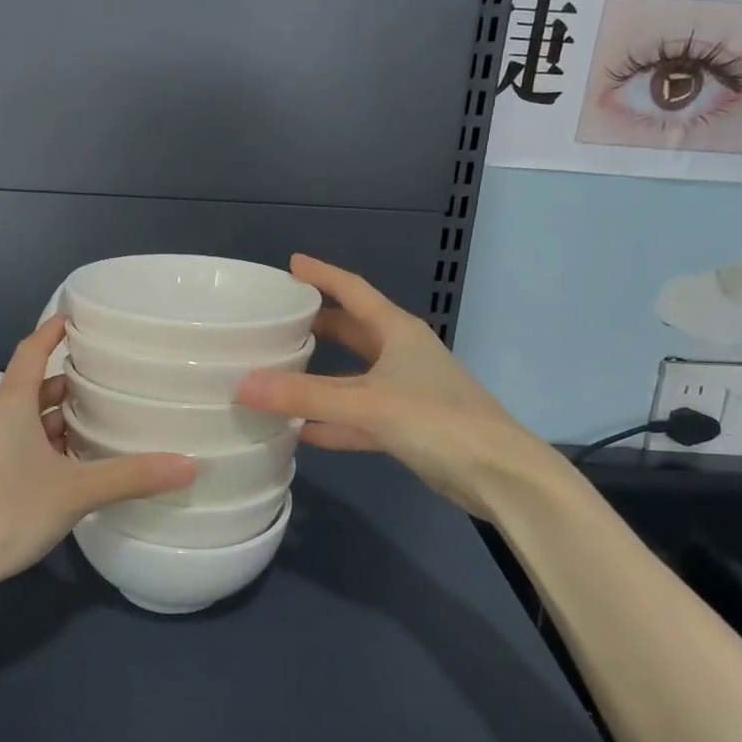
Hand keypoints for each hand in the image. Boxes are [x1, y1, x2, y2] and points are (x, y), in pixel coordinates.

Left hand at [0, 316, 194, 585]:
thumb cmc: (6, 510)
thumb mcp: (75, 490)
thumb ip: (132, 476)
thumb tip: (190, 464)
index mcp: (12, 403)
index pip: (32, 350)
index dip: (54, 330)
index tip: (81, 315)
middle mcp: (1, 419)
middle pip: (38, 385)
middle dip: (73, 377)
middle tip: (117, 372)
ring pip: (36, 419)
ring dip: (67, 416)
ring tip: (111, 414)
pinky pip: (33, 447)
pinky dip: (59, 446)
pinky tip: (88, 461)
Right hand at [235, 255, 562, 517]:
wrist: (500, 476)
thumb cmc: (437, 421)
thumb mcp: (366, 403)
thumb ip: (304, 396)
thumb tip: (242, 385)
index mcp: (398, 332)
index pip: (354, 291)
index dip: (322, 276)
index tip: (291, 265)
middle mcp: (402, 354)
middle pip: (352, 332)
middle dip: (316, 326)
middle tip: (275, 322)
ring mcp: (406, 392)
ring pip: (353, 377)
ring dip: (320, 378)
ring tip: (278, 374)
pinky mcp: (408, 427)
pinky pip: (359, 418)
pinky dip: (333, 422)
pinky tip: (302, 432)